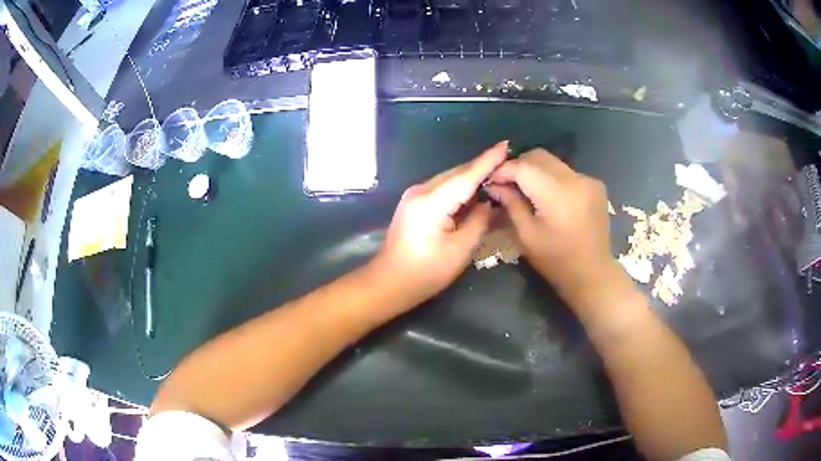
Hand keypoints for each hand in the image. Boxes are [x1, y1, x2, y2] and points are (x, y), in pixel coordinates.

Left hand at [373, 142, 508, 307]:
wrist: (389, 282)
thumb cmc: (426, 272)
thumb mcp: (460, 249)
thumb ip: (478, 221)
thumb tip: (487, 202)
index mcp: (432, 201)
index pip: (466, 175)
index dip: (488, 160)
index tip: (506, 145)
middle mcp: (421, 190)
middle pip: (457, 173)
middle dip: (482, 167)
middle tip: (508, 163)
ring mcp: (414, 195)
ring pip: (449, 178)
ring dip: (471, 177)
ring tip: (496, 174)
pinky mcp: (413, 202)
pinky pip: (442, 188)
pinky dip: (459, 187)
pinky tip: (473, 190)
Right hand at [485, 149, 625, 312]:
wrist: (593, 274)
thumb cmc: (556, 261)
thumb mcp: (527, 235)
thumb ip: (511, 203)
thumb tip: (494, 184)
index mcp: (557, 194)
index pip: (523, 167)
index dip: (503, 170)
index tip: (490, 180)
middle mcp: (575, 179)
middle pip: (539, 157)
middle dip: (519, 165)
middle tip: (506, 184)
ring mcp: (588, 180)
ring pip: (553, 162)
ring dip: (535, 171)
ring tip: (525, 189)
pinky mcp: (595, 185)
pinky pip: (566, 172)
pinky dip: (552, 178)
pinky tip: (548, 196)